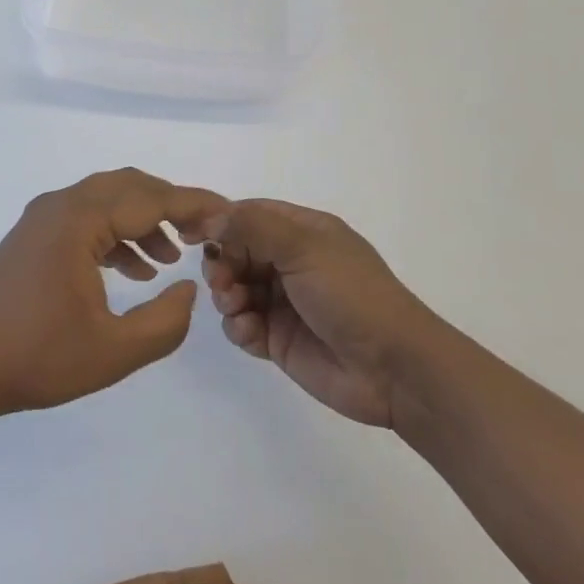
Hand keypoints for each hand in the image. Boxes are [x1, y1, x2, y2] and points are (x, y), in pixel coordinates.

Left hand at [0, 169, 227, 420]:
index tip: (229, 214)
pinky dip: (115, 234)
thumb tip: (188, 286)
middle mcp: (59, 205)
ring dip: (142, 220)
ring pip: (106, 200)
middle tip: (204, 233)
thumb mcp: (114, 351)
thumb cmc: (37, 358)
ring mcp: (42, 218)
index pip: (150, 199)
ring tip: (170, 258)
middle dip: (170, 205)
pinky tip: (132, 270)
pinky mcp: (33, 236)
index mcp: (78, 220)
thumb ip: (165, 321)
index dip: (194, 205)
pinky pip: (85, 218)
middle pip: (128, 187)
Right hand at [202, 199, 432, 427]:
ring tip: (236, 307)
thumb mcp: (304, 248)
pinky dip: (239, 327)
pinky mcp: (278, 338)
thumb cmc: (352, 295)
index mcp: (303, 232)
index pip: (250, 215)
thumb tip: (211, 217)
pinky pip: (242, 325)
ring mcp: (283, 302)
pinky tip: (252, 333)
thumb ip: (253, 227)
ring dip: (226, 296)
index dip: (220, 221)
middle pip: (235, 252)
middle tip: (221, 281)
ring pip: (233, 289)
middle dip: (221, 264)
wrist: (393, 369)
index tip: (190, 234)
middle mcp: (291, 262)